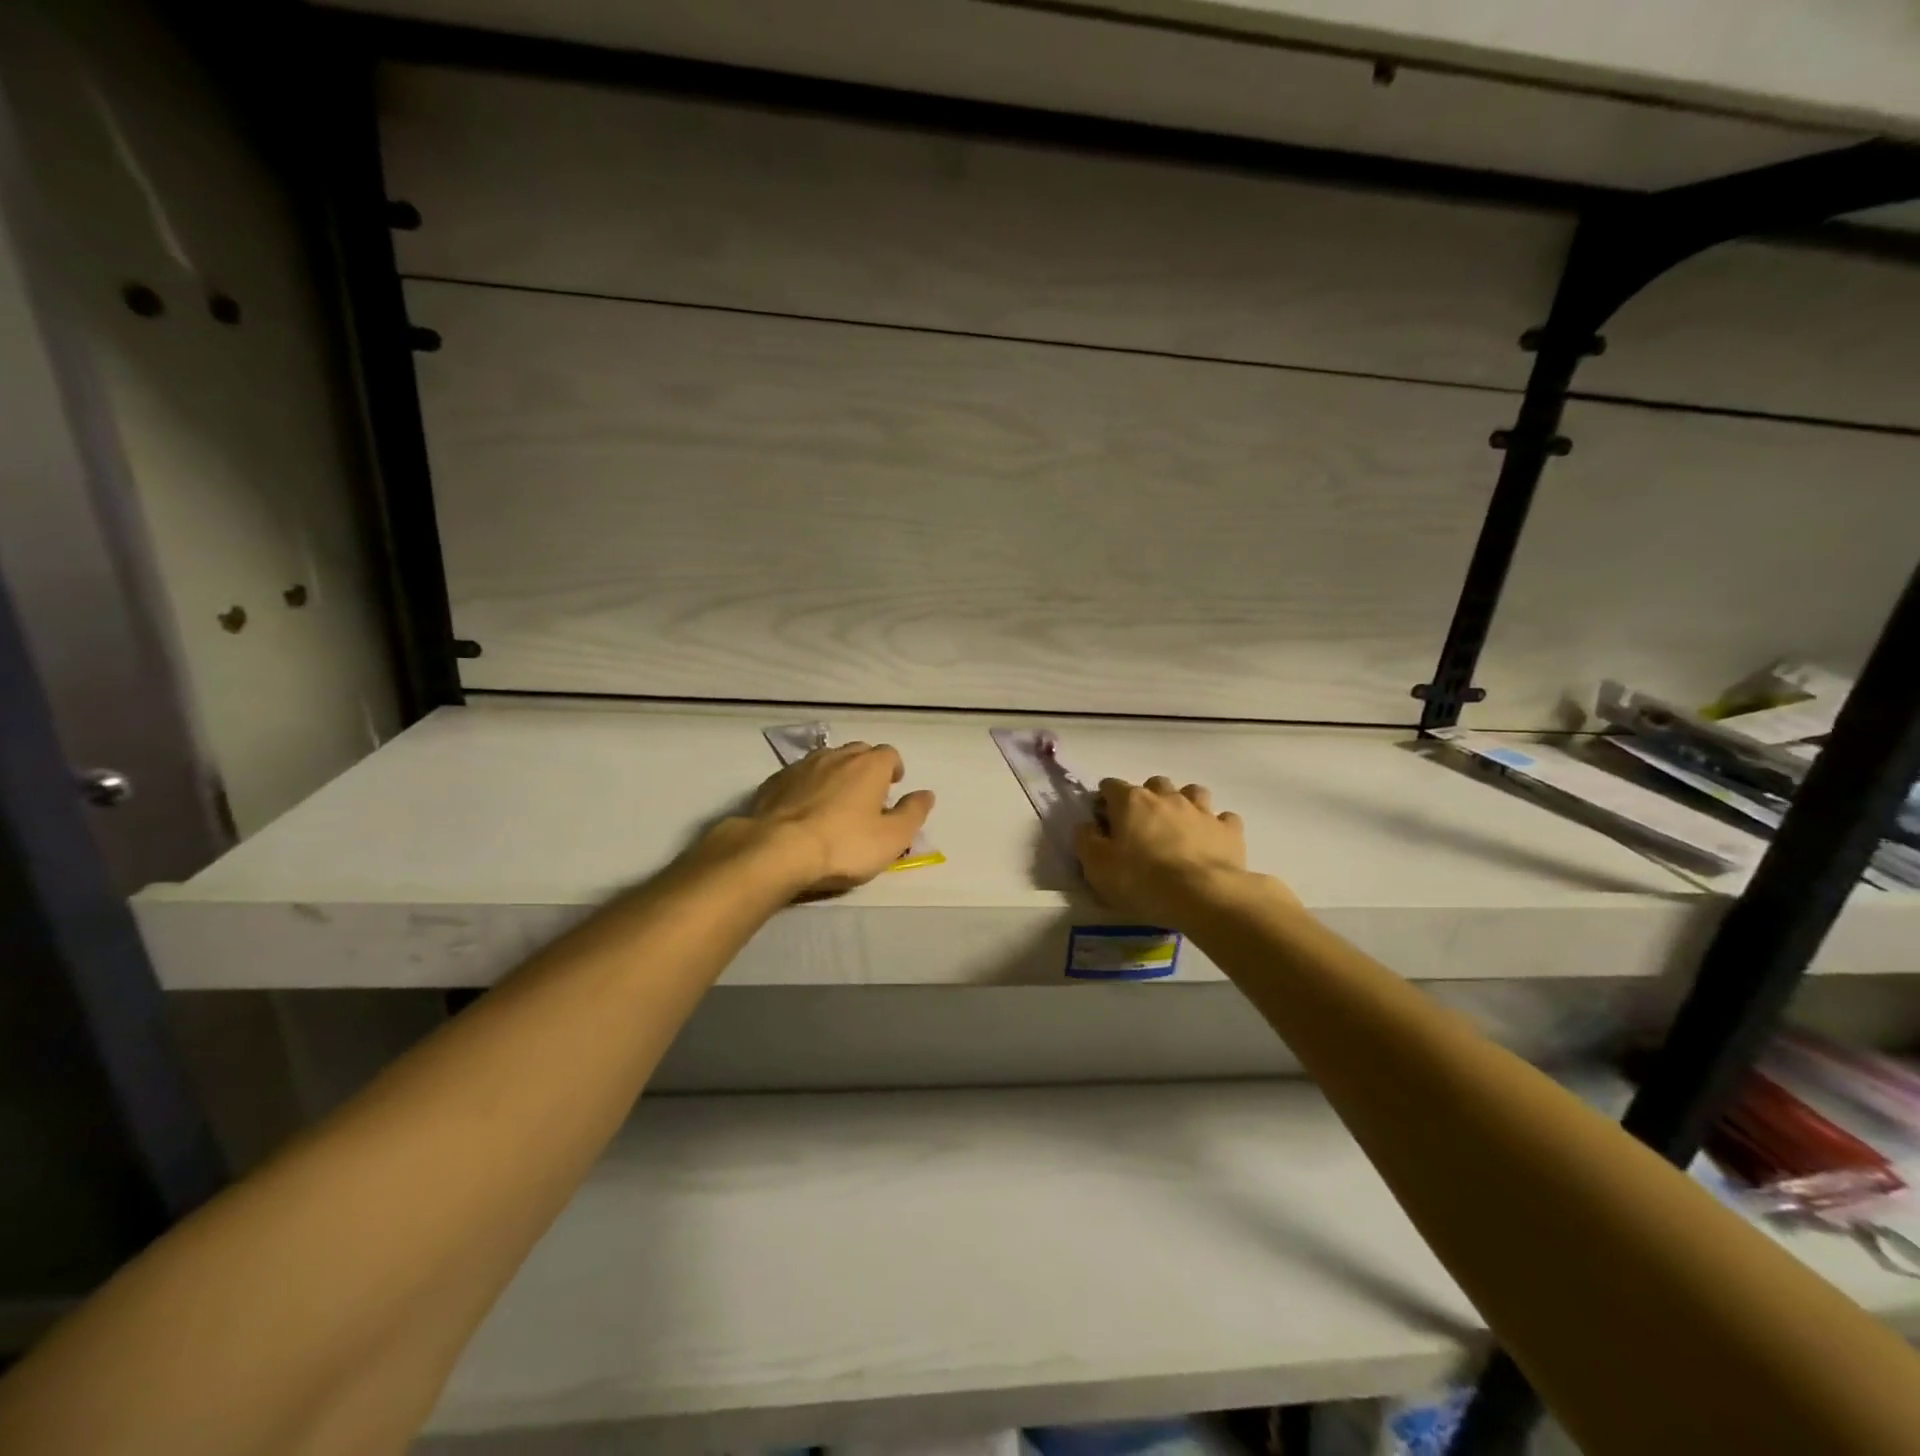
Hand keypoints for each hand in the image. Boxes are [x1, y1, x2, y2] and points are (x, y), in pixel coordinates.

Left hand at [730, 742, 935, 896]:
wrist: (778, 850)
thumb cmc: (844, 844)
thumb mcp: (892, 838)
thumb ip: (913, 813)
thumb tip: (926, 794)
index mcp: (869, 765)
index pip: (889, 754)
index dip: (893, 769)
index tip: (893, 787)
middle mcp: (836, 756)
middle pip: (857, 752)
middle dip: (865, 767)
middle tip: (866, 795)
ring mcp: (802, 766)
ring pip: (826, 761)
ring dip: (835, 774)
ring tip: (835, 801)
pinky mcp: (774, 782)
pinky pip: (799, 776)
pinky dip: (807, 786)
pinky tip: (804, 810)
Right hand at [1075, 776, 1258, 925]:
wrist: (1202, 895)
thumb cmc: (1141, 880)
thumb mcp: (1097, 866)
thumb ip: (1086, 840)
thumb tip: (1086, 825)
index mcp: (1131, 801)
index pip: (1111, 786)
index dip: (1104, 801)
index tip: (1103, 821)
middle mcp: (1166, 797)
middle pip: (1154, 784)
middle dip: (1147, 798)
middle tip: (1142, 826)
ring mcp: (1201, 810)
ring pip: (1192, 792)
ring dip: (1184, 804)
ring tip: (1179, 827)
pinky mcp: (1229, 830)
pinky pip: (1223, 819)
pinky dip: (1215, 826)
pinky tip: (1211, 842)